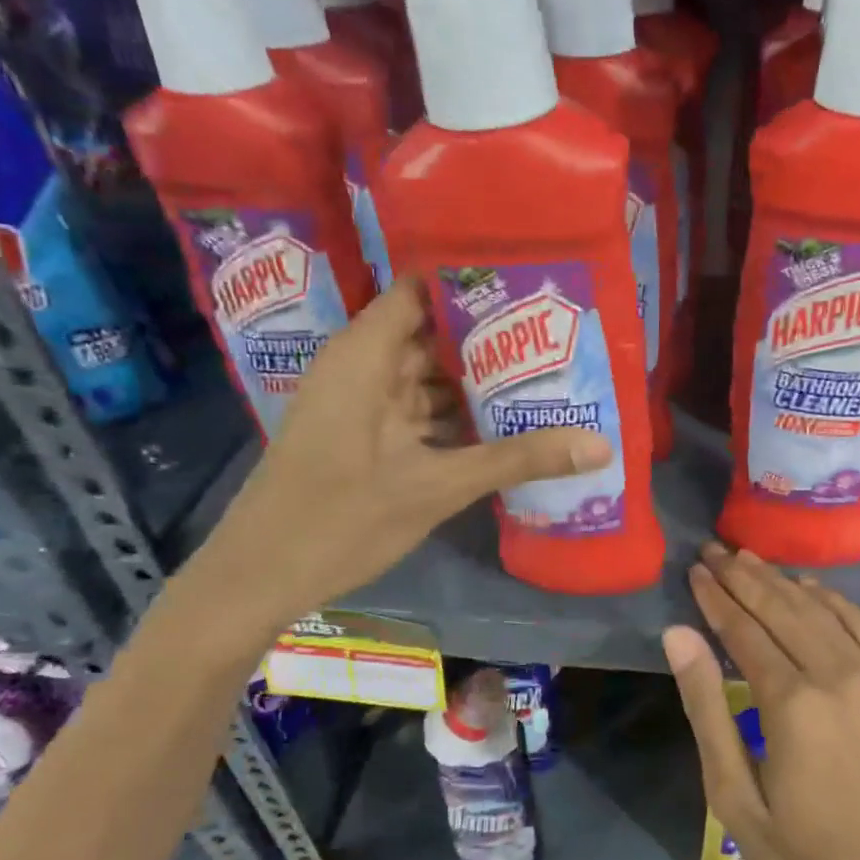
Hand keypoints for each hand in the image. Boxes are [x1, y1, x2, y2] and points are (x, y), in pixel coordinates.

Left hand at [203, 277, 610, 629]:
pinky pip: (418, 411)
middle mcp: (362, 368)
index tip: (533, 285)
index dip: (474, 282)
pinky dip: (456, 415)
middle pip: (432, 333)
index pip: (423, 290)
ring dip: (477, 380)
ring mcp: (362, 405)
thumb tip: (600, 445)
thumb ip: (518, 459)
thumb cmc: (341, 519)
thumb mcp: (438, 486)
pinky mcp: (365, 438)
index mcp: (365, 355)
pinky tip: (504, 424)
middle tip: (558, 335)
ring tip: (545, 375)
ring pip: (428, 377)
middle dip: (491, 337)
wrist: (260, 577)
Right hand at [662, 543, 859, 859]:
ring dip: (784, 581)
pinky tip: (813, 588)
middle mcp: (838, 677)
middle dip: (745, 577)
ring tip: (751, 560)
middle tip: (714, 550)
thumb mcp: (735, 798)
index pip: (744, 630)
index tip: (695, 570)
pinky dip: (836, 601)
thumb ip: (706, 709)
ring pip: (823, 611)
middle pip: (783, 609)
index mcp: (792, 704)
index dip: (716, 598)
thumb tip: (678, 636)